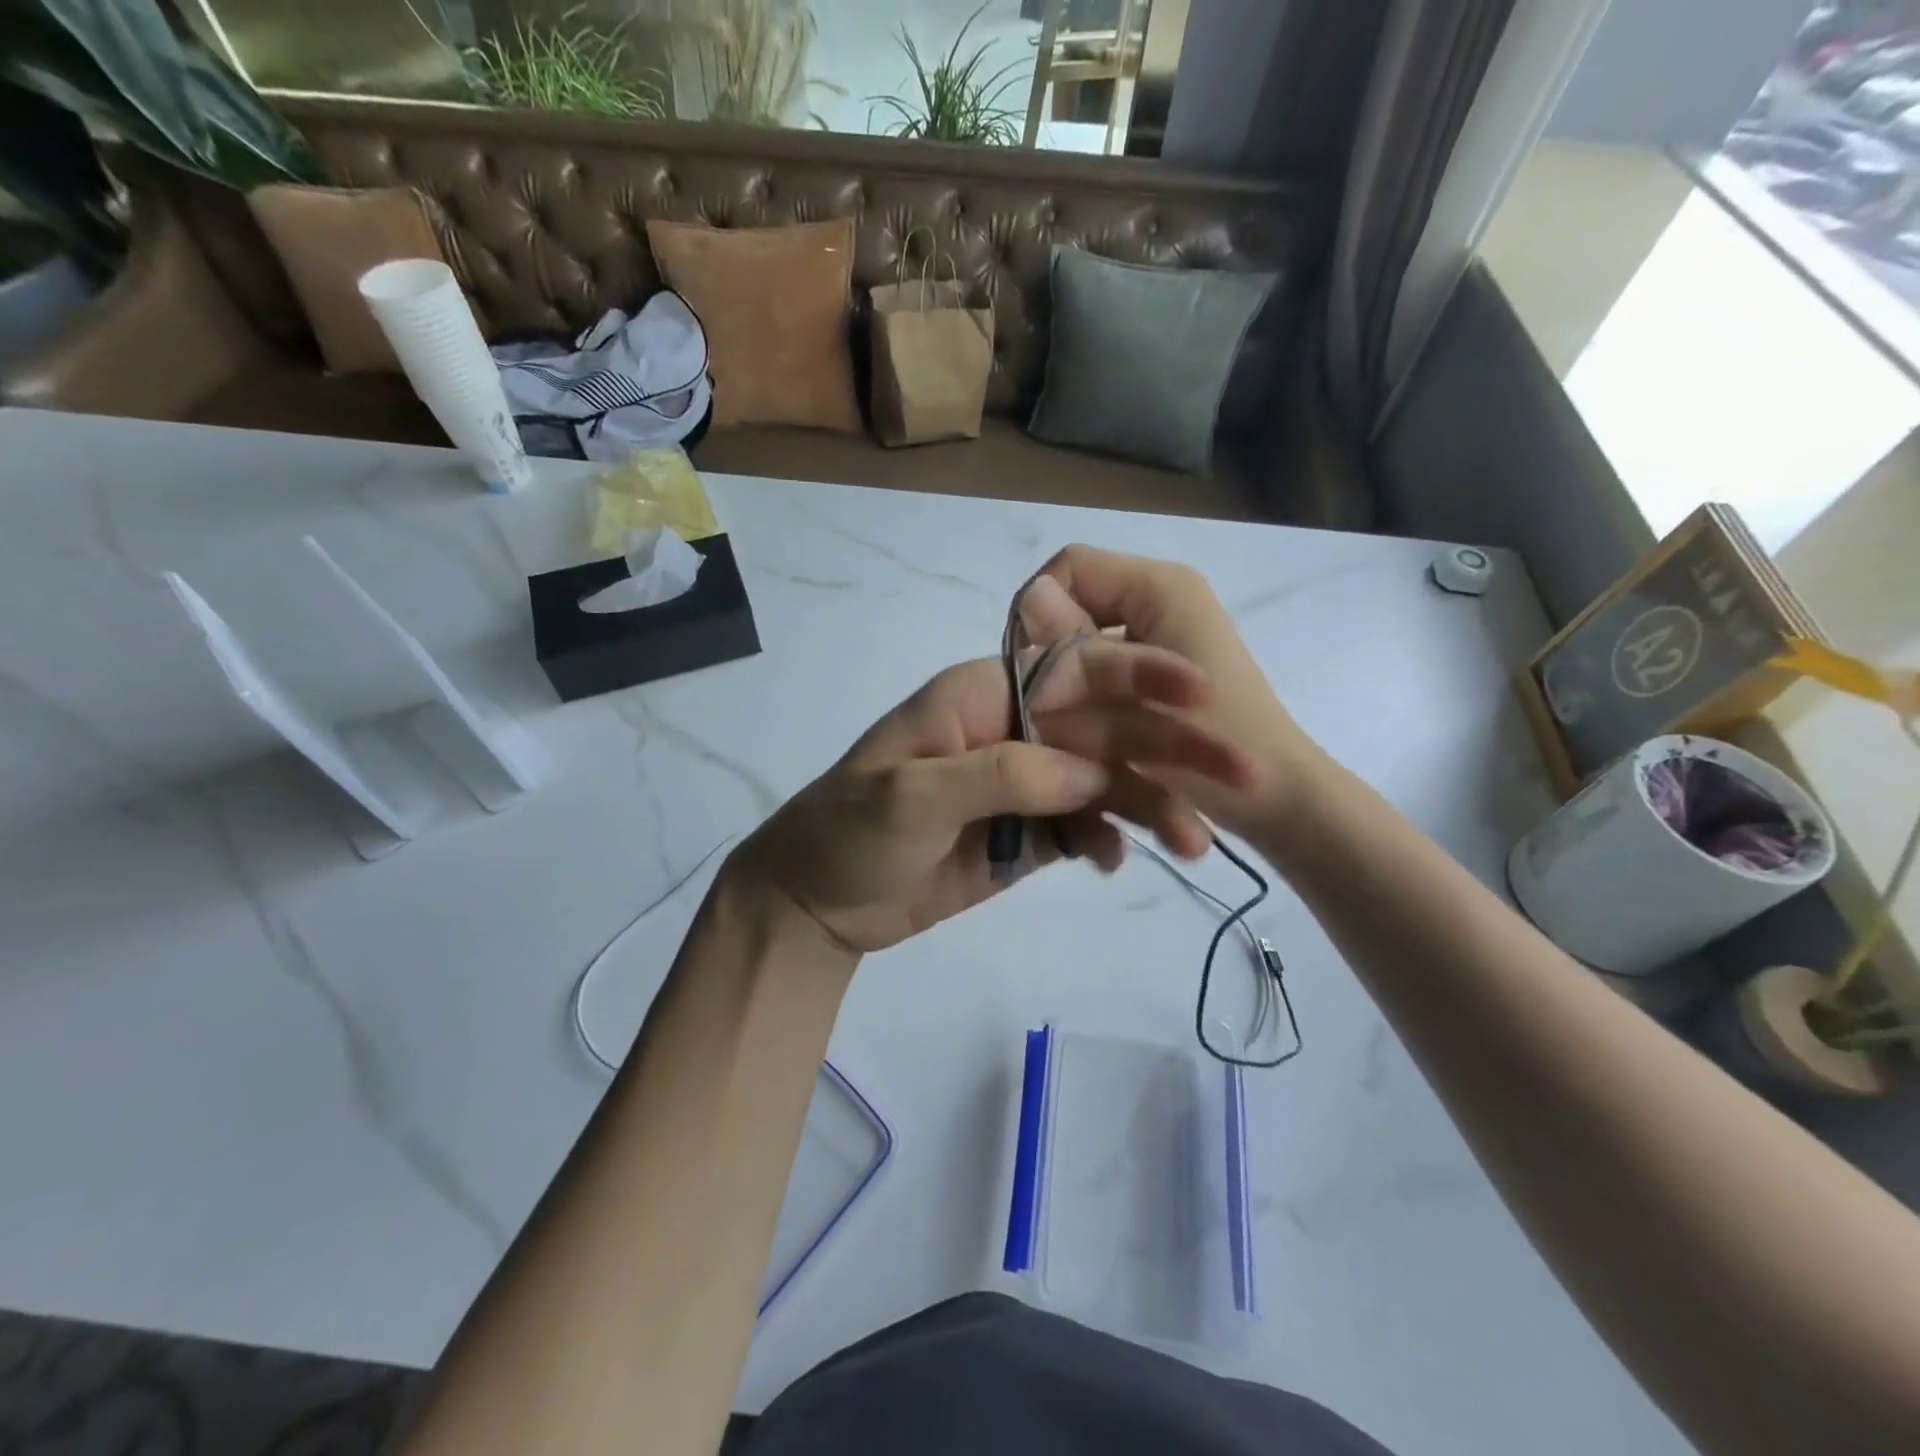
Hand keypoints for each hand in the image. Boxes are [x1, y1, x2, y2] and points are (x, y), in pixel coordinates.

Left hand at [732, 644, 1258, 954]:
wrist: (818, 903)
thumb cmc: (849, 832)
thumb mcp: (911, 795)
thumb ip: (1001, 774)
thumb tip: (1091, 775)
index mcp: (981, 697)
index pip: (1071, 672)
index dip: (1137, 676)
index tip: (1203, 694)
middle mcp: (1011, 731)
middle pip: (1102, 729)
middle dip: (1168, 749)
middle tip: (1241, 776)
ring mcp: (1022, 785)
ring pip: (1101, 783)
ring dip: (1150, 806)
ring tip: (1198, 842)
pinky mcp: (1024, 833)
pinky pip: (1082, 828)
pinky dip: (1106, 840)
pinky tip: (1118, 861)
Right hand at [1018, 544, 1323, 840]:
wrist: (1279, 801)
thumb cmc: (1224, 747)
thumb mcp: (1139, 696)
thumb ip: (1079, 647)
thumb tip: (1030, 597)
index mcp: (1160, 588)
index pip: (1068, 569)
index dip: (1037, 613)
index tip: (1030, 673)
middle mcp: (1158, 601)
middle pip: (1072, 614)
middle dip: (1055, 663)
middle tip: (1048, 715)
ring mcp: (1159, 640)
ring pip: (1081, 650)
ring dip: (1071, 691)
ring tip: (1069, 736)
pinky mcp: (1157, 675)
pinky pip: (1100, 675)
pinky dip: (1090, 704)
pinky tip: (1089, 741)